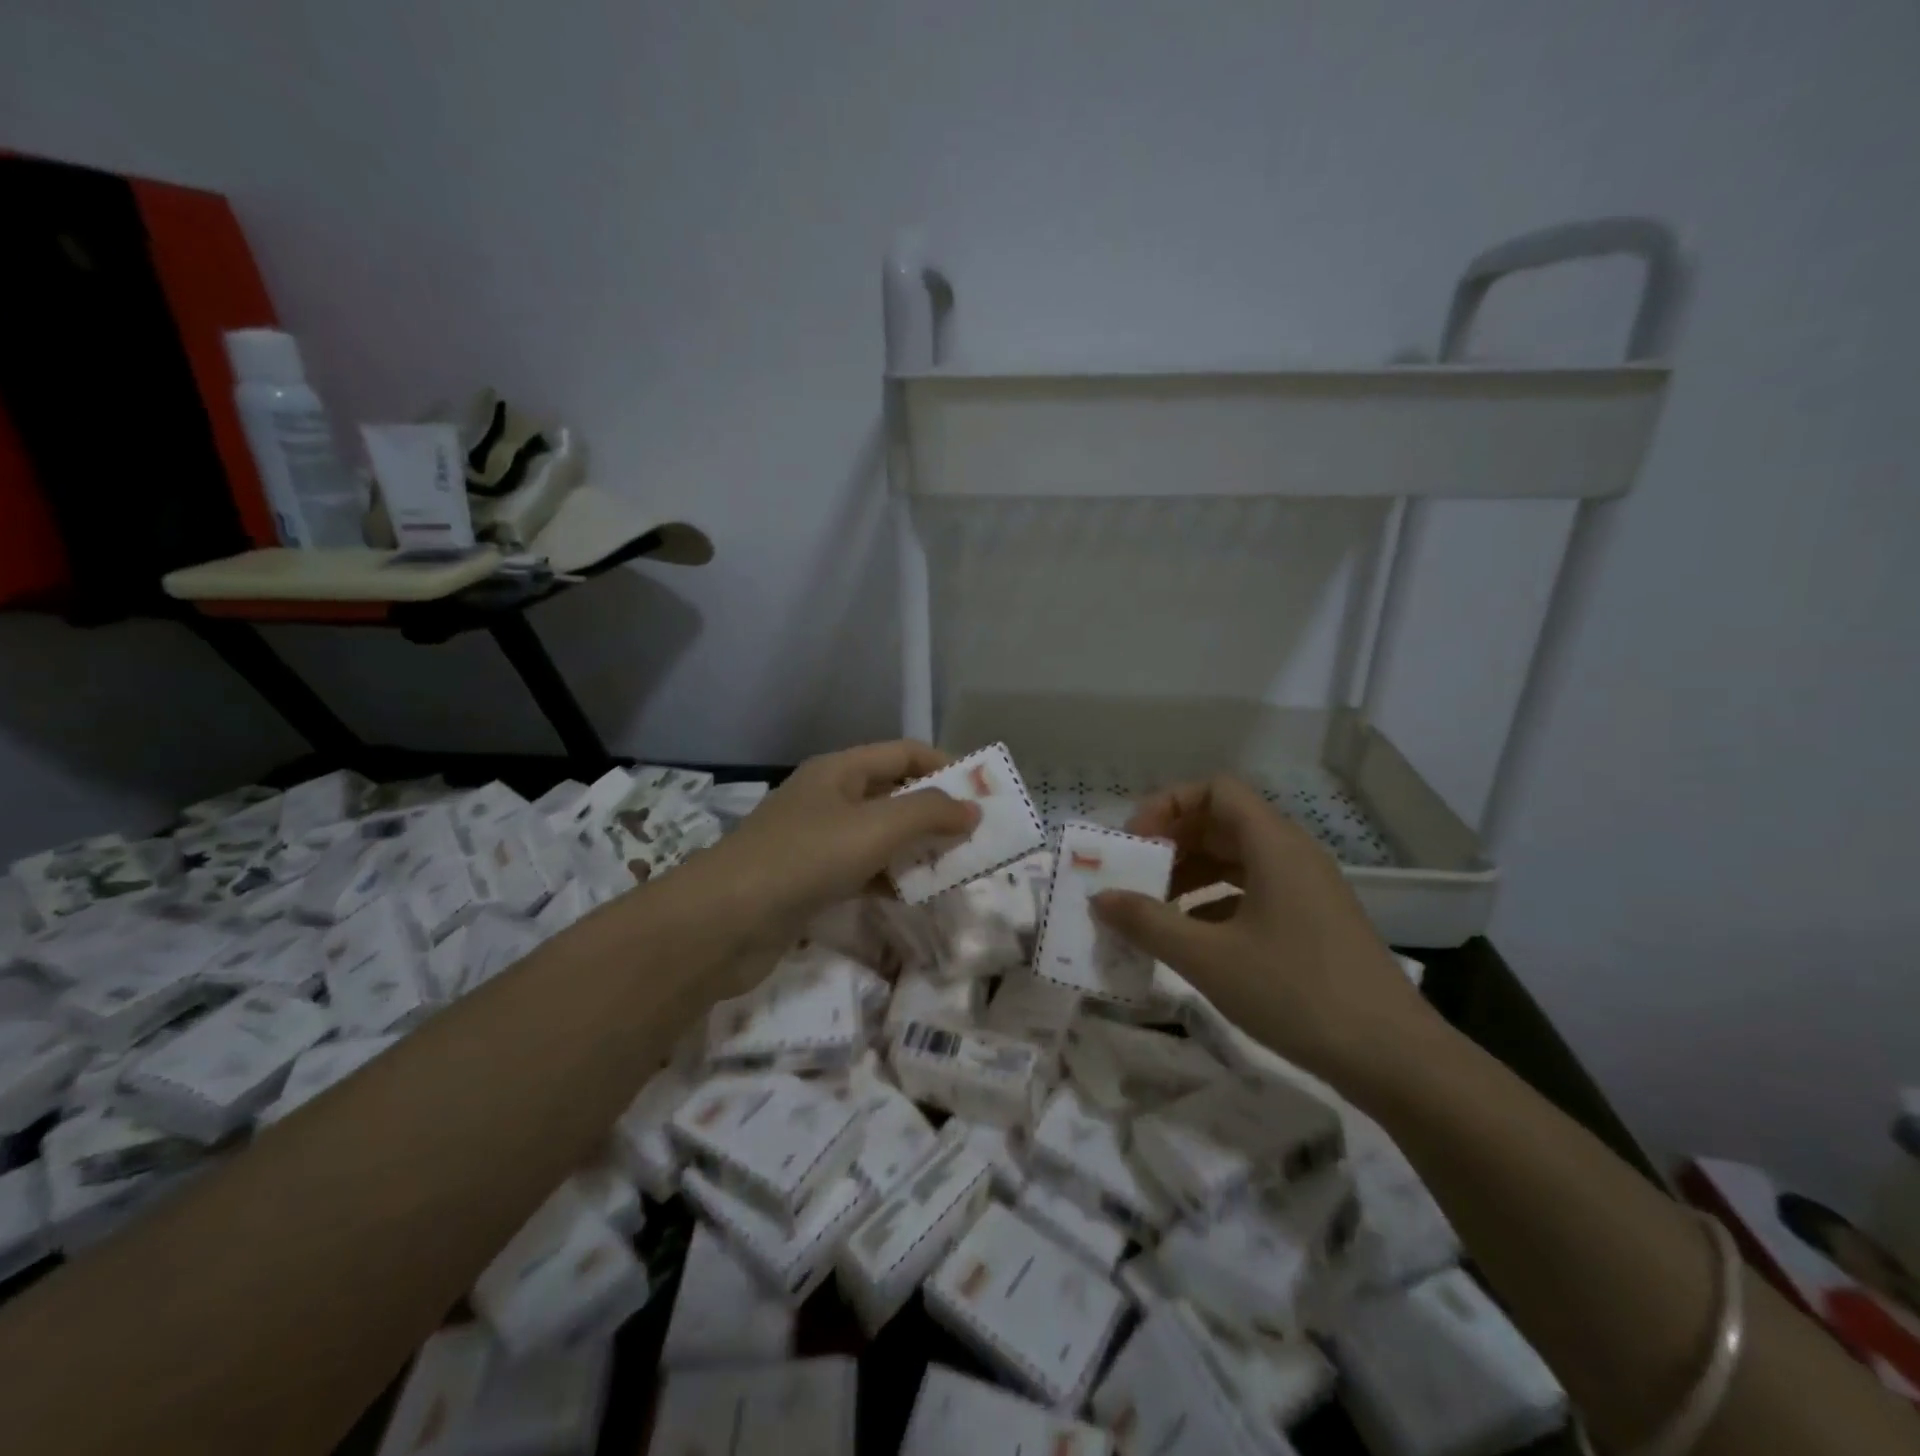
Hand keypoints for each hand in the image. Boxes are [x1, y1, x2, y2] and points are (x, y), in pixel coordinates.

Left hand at [701, 740, 978, 937]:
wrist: (725, 921)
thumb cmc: (805, 858)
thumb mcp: (875, 827)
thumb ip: (929, 814)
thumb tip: (972, 809)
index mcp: (840, 770)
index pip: (904, 753)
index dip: (945, 766)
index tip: (982, 794)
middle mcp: (828, 798)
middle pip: (893, 794)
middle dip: (935, 813)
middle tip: (975, 837)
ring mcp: (816, 841)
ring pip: (879, 836)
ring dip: (915, 849)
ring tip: (954, 869)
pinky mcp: (809, 881)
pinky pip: (861, 871)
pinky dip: (889, 879)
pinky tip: (912, 897)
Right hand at [1090, 776, 1438, 1083]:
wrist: (1394, 1058)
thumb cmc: (1295, 993)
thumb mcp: (1208, 958)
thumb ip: (1148, 922)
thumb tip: (1100, 897)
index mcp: (1273, 845)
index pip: (1215, 791)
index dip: (1169, 806)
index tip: (1136, 843)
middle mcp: (1293, 854)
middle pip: (1223, 822)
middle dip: (1173, 842)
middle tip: (1136, 875)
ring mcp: (1307, 889)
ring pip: (1238, 859)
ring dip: (1192, 874)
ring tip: (1155, 908)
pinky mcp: (1314, 921)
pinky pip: (1254, 890)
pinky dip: (1216, 901)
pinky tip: (1193, 937)